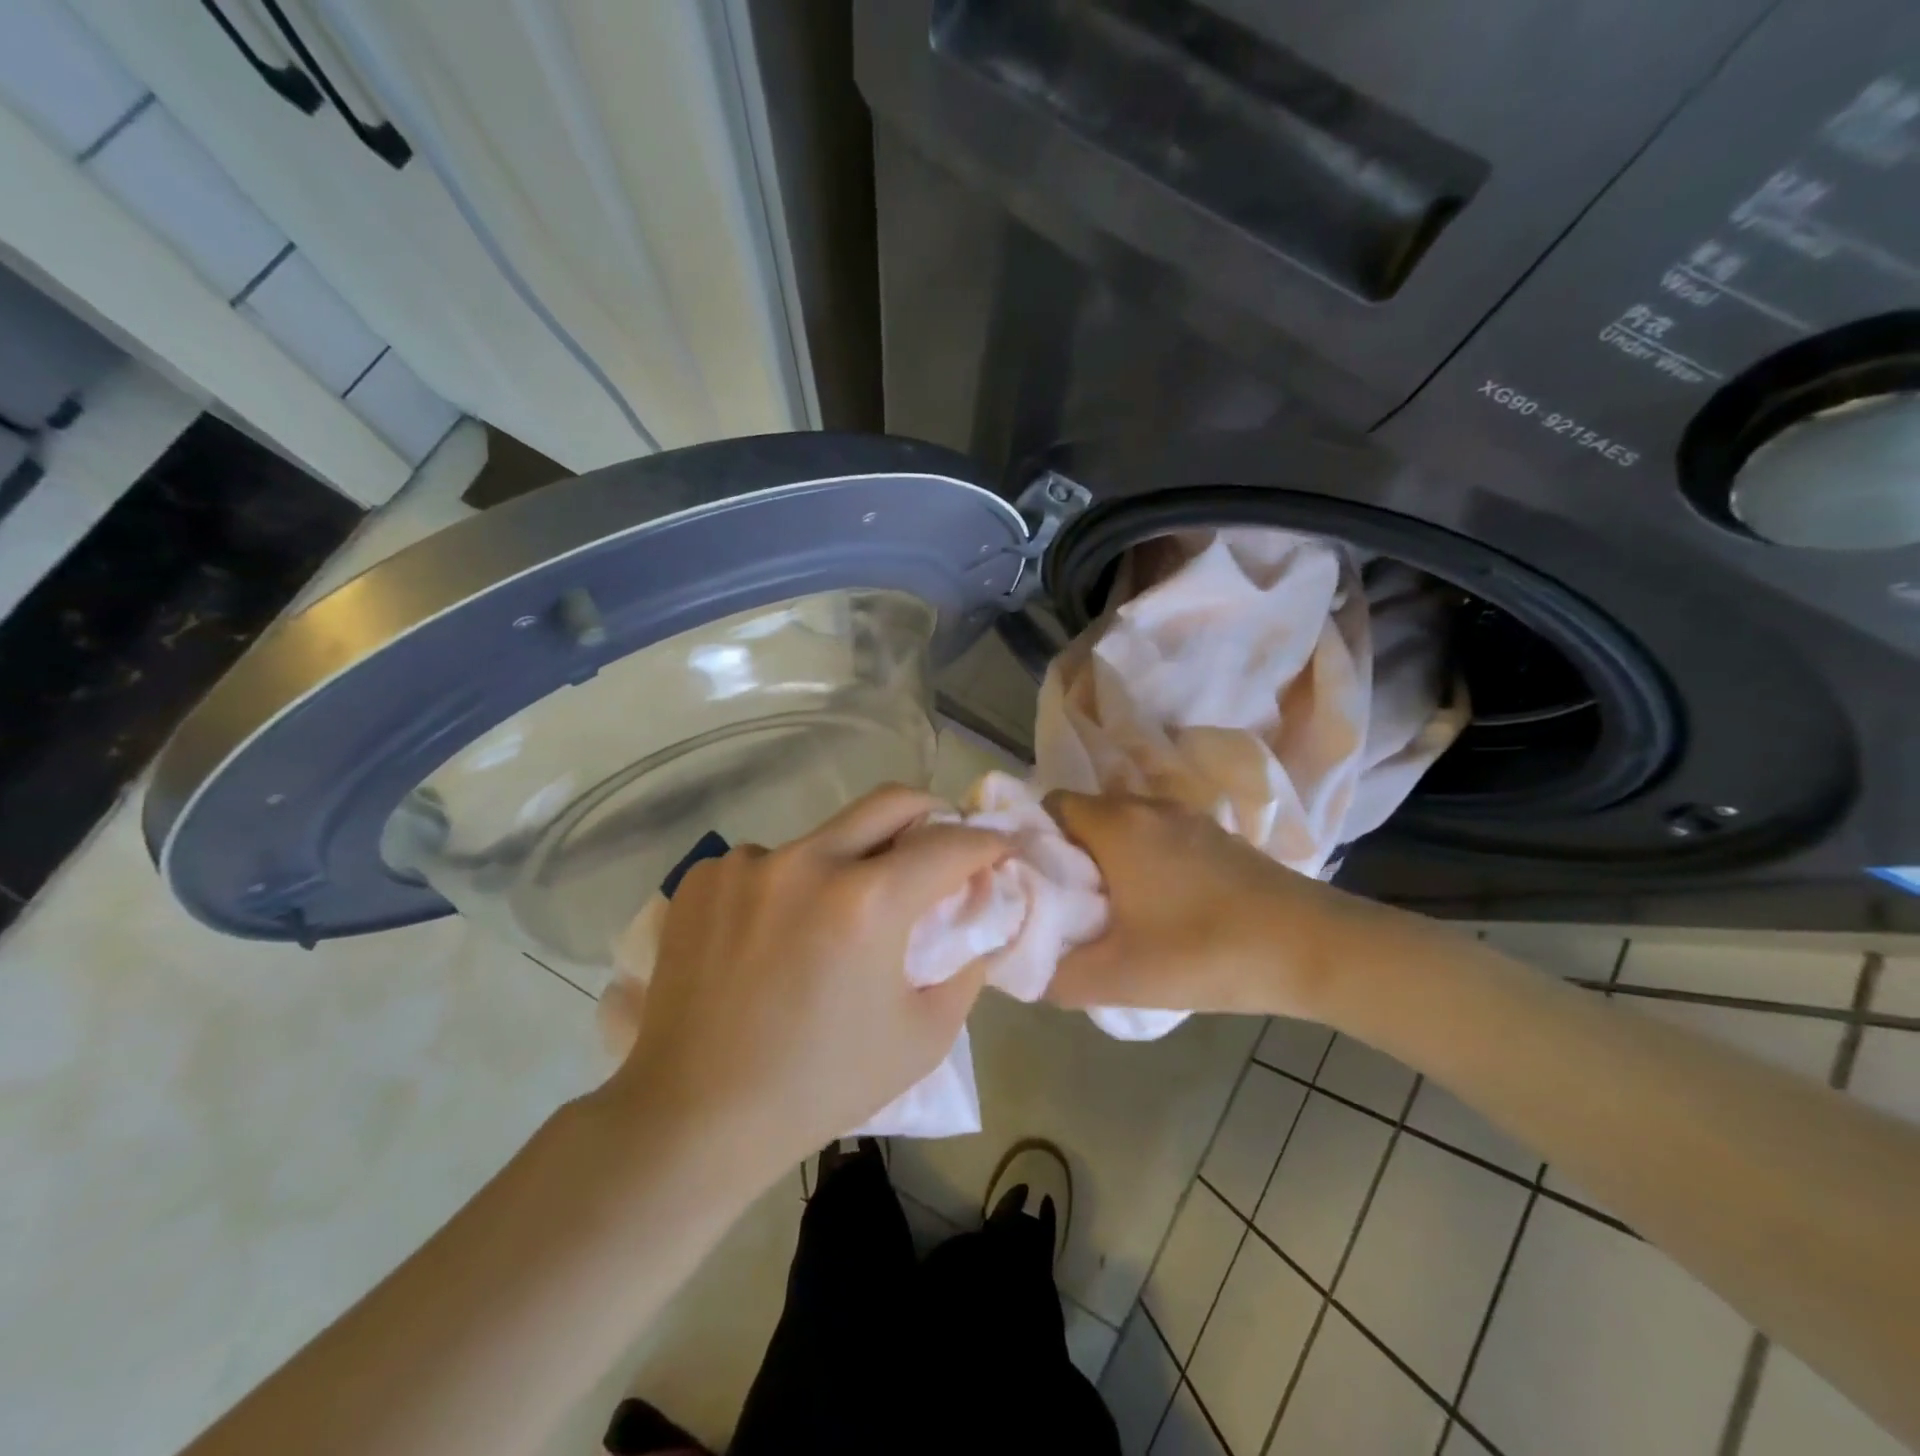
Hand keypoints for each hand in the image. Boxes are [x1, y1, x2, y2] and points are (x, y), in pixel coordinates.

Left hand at [603, 785, 1009, 1180]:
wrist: (696, 1116)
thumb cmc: (820, 1085)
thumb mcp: (922, 1037)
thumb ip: (965, 968)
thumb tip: (978, 918)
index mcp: (867, 902)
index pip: (948, 846)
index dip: (986, 843)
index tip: (1001, 849)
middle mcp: (807, 862)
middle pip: (890, 802)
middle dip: (932, 812)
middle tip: (942, 840)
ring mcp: (747, 863)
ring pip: (824, 837)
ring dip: (850, 861)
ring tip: (839, 916)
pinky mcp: (705, 877)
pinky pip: (768, 862)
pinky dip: (790, 885)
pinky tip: (775, 934)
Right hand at [1044, 791, 1359, 1019]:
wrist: (1313, 948)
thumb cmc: (1205, 952)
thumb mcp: (1120, 978)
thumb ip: (1058, 977)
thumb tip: (1023, 972)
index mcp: (1117, 825)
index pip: (1051, 804)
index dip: (1031, 837)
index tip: (1029, 879)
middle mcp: (1148, 807)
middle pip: (1086, 814)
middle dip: (1066, 853)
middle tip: (1062, 902)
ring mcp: (1188, 817)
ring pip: (1124, 824)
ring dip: (1107, 857)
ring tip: (1106, 908)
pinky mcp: (1217, 837)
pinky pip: (1157, 835)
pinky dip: (1142, 859)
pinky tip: (1156, 905)